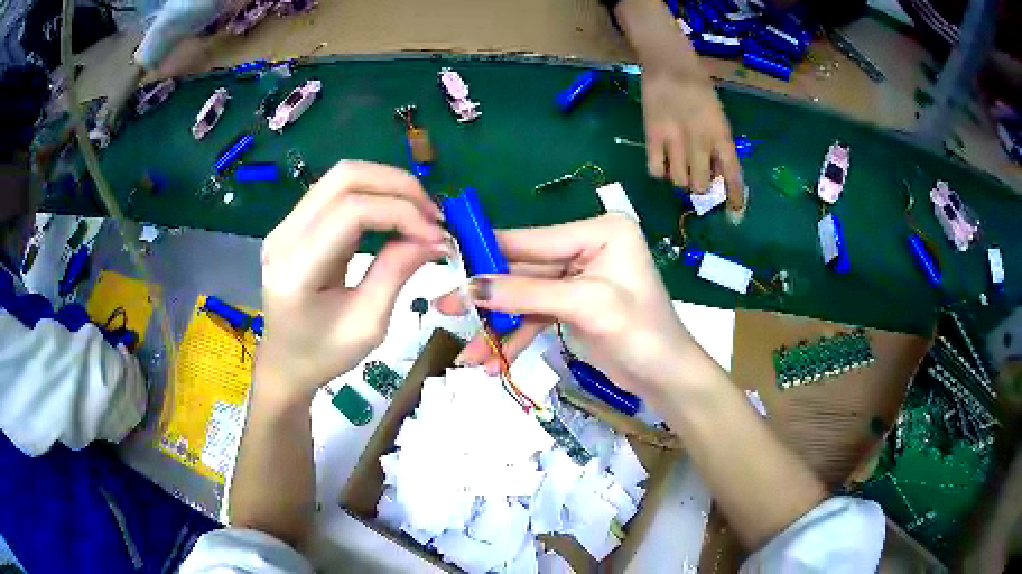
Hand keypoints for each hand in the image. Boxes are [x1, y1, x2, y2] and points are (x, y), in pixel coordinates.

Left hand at [255, 161, 448, 397]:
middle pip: (345, 177)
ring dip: (388, 185)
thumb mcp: (368, 324)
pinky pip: (338, 192)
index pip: (351, 212)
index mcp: (296, 268)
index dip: (401, 213)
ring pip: (342, 176)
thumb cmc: (324, 355)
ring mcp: (286, 225)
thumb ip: (396, 272)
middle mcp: (285, 235)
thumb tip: (435, 237)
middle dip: (398, 186)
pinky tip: (396, 214)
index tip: (437, 236)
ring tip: (420, 213)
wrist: (285, 363)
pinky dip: (374, 195)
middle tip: (433, 215)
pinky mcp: (295, 223)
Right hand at [434, 214, 698, 400]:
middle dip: (486, 296)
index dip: (488, 252)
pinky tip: (493, 360)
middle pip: (523, 269)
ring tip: (467, 354)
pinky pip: (535, 315)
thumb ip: (526, 294)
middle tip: (441, 307)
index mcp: (599, 232)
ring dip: (496, 325)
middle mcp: (586, 248)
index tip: (446, 261)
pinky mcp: (572, 305)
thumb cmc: (640, 333)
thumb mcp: (586, 306)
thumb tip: (468, 287)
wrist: (666, 378)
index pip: (532, 240)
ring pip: (525, 297)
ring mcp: (578, 278)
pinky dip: (514, 337)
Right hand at [641, 63, 744, 206]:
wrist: (669, 64)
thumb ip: (718, 144)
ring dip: (681, 179)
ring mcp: (675, 140)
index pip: (733, 174)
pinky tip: (661, 161)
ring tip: (678, 166)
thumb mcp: (718, 115)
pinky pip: (656, 169)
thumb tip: (715, 172)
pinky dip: (659, 171)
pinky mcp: (652, 136)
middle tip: (697, 176)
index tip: (734, 212)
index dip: (734, 197)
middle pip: (702, 185)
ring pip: (679, 181)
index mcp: (721, 135)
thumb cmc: (699, 87)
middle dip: (702, 187)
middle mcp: (700, 142)